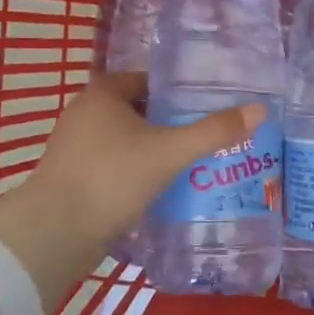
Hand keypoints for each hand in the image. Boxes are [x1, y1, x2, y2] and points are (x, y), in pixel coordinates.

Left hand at [0, 73, 265, 313]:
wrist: (55, 232)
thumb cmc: (112, 178)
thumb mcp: (170, 152)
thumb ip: (214, 131)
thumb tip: (259, 109)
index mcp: (102, 94)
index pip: (147, 81)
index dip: (177, 93)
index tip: (205, 109)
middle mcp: (83, 114)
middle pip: (138, 112)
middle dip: (169, 125)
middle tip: (204, 139)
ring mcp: (74, 148)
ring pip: (126, 142)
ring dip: (153, 151)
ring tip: (190, 166)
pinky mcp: (71, 179)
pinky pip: (113, 166)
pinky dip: (136, 173)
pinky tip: (160, 190)